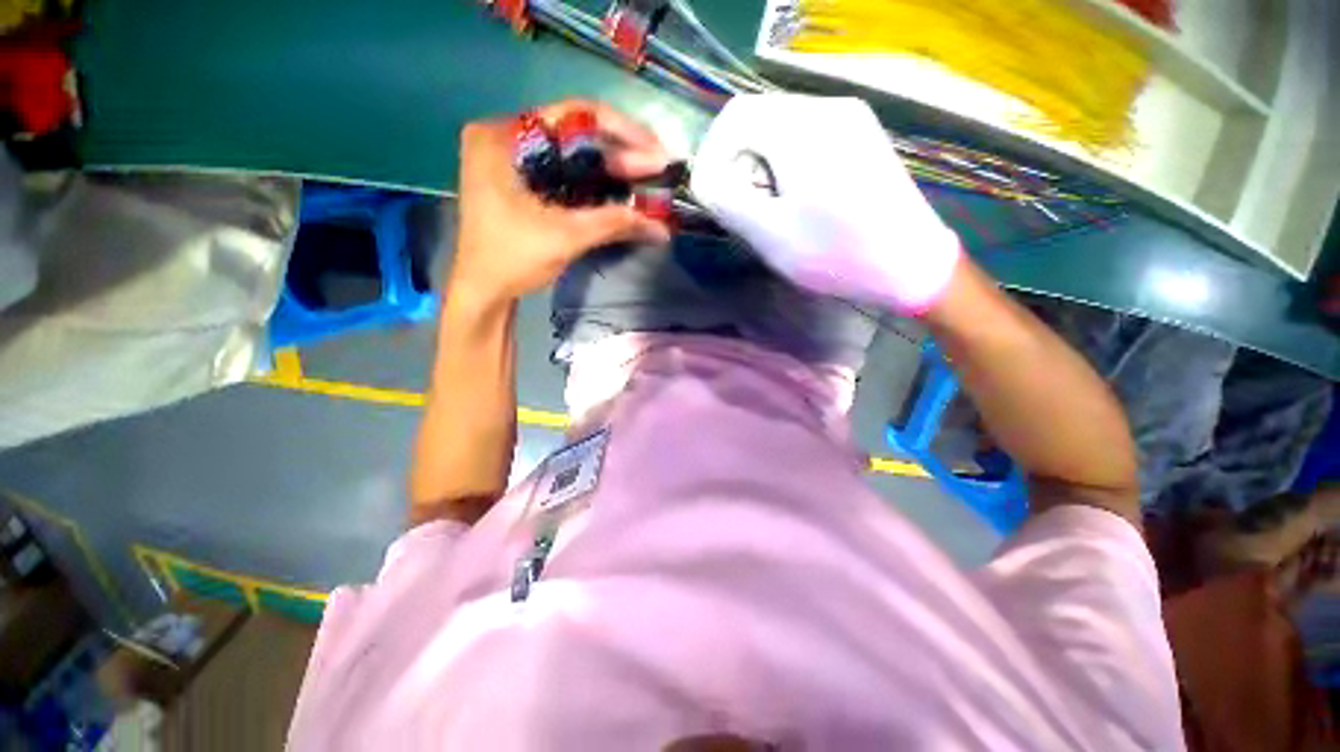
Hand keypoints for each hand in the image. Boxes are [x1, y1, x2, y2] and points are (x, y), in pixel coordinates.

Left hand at [451, 100, 672, 306]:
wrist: (483, 291)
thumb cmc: (512, 259)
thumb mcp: (565, 237)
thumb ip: (613, 223)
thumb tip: (661, 227)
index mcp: (505, 136)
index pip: (574, 115)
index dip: (623, 131)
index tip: (656, 151)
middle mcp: (508, 137)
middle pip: (577, 135)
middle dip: (621, 155)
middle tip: (659, 169)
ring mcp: (515, 160)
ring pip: (574, 155)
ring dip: (612, 170)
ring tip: (649, 180)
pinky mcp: (524, 182)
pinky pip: (567, 174)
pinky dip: (596, 185)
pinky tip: (622, 193)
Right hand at [690, 95, 960, 315]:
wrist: (910, 264)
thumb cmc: (836, 255)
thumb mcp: (770, 234)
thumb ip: (726, 200)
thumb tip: (703, 178)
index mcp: (802, 128)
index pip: (735, 117)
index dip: (713, 154)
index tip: (712, 194)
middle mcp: (827, 109)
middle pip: (758, 119)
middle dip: (737, 162)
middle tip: (740, 207)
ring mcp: (850, 119)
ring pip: (780, 127)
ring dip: (760, 164)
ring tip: (766, 207)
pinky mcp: (861, 135)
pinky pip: (806, 136)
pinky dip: (785, 163)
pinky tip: (794, 197)